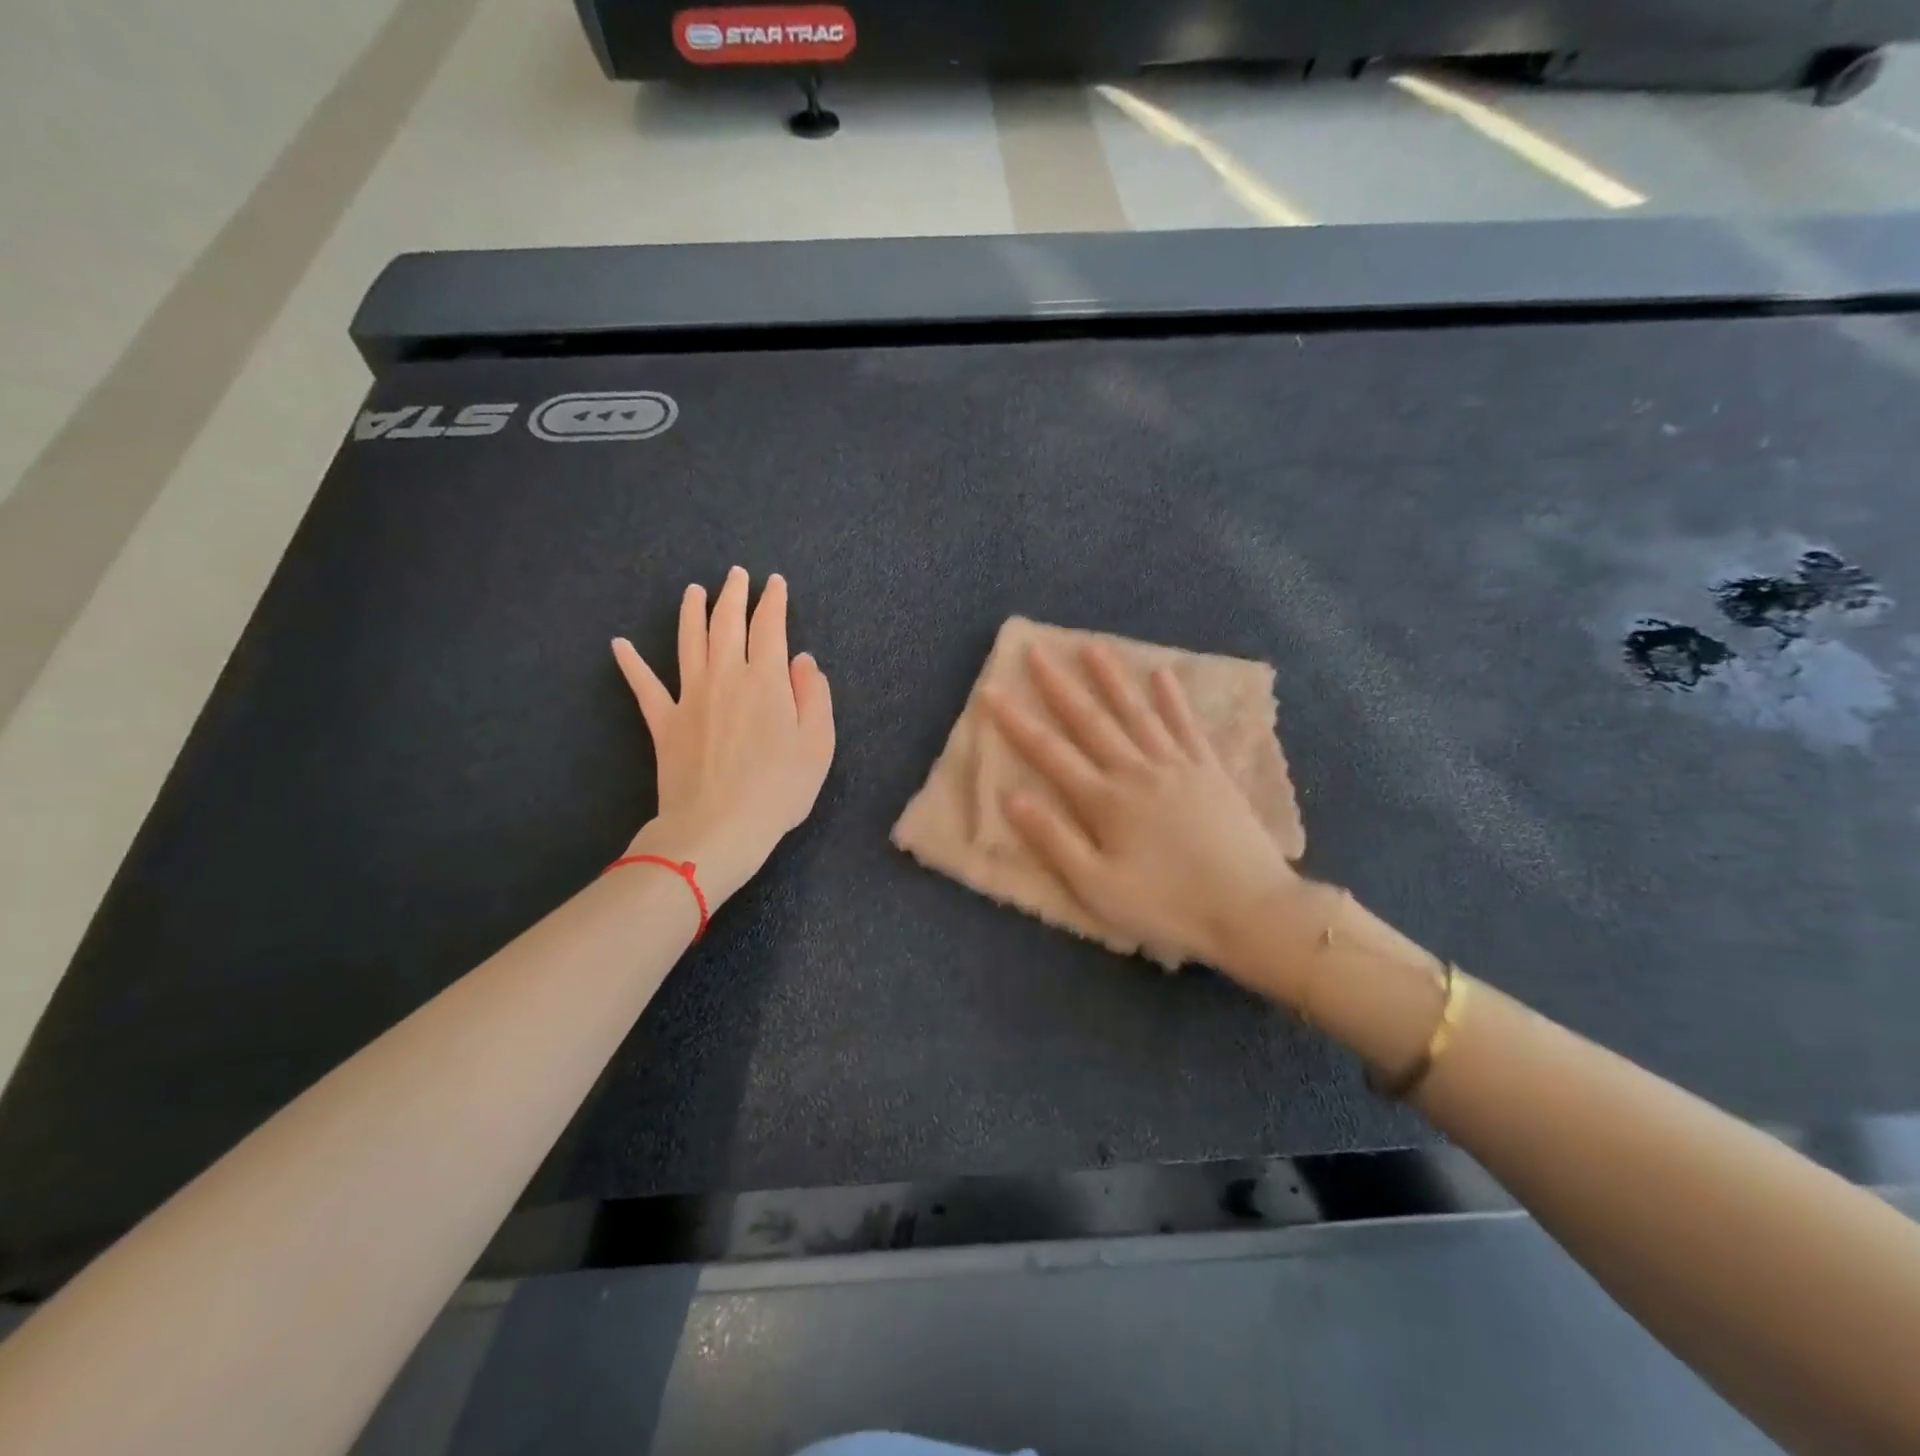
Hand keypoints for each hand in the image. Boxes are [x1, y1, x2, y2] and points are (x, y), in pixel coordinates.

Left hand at [612, 568, 834, 906]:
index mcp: (766, 680)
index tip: (775, 583)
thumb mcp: (818, 744)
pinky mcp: (663, 722)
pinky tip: (619, 644)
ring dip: (691, 612)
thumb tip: (802, 660)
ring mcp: (689, 696)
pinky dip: (631, 663)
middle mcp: (726, 676)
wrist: (719, 827)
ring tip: (694, 590)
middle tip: (736, 574)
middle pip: (727, 624)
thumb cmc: (779, 789)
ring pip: (689, 641)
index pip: (769, 627)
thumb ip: (814, 696)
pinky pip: (644, 686)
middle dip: (733, 595)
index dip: (773, 601)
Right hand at [982, 642, 1316, 996]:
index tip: (992, 690)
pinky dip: (1173, 699)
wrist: (1250, 909)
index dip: (1017, 722)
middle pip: (1090, 721)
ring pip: (1137, 712)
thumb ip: (1054, 841)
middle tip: (1036, 650)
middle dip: (1059, 685)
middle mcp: (1137, 771)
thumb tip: (1012, 798)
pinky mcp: (1210, 771)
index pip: (1050, 753)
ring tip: (1091, 647)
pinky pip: (1186, 726)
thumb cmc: (1167, 906)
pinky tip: (1163, 674)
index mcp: (1105, 801)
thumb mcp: (1098, 888)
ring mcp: (1177, 766)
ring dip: (1111, 679)